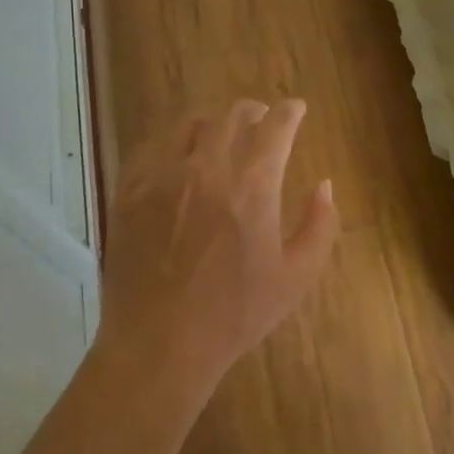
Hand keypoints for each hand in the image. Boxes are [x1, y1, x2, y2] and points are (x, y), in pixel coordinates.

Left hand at [100, 99, 338, 393]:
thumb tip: (323, 185)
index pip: (276, 126)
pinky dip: (173, 141)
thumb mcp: (297, 276)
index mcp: (252, 186)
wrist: (159, 345)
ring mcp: (162, 177)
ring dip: (214, 122)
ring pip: (190, 124)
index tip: (297, 108)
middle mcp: (207, 168)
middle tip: (262, 119)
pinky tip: (178, 155)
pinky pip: (152, 147)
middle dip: (254, 111)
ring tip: (220, 133)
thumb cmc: (235, 314)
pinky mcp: (130, 192)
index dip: (291, 111)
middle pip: (232, 115)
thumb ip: (320, 224)